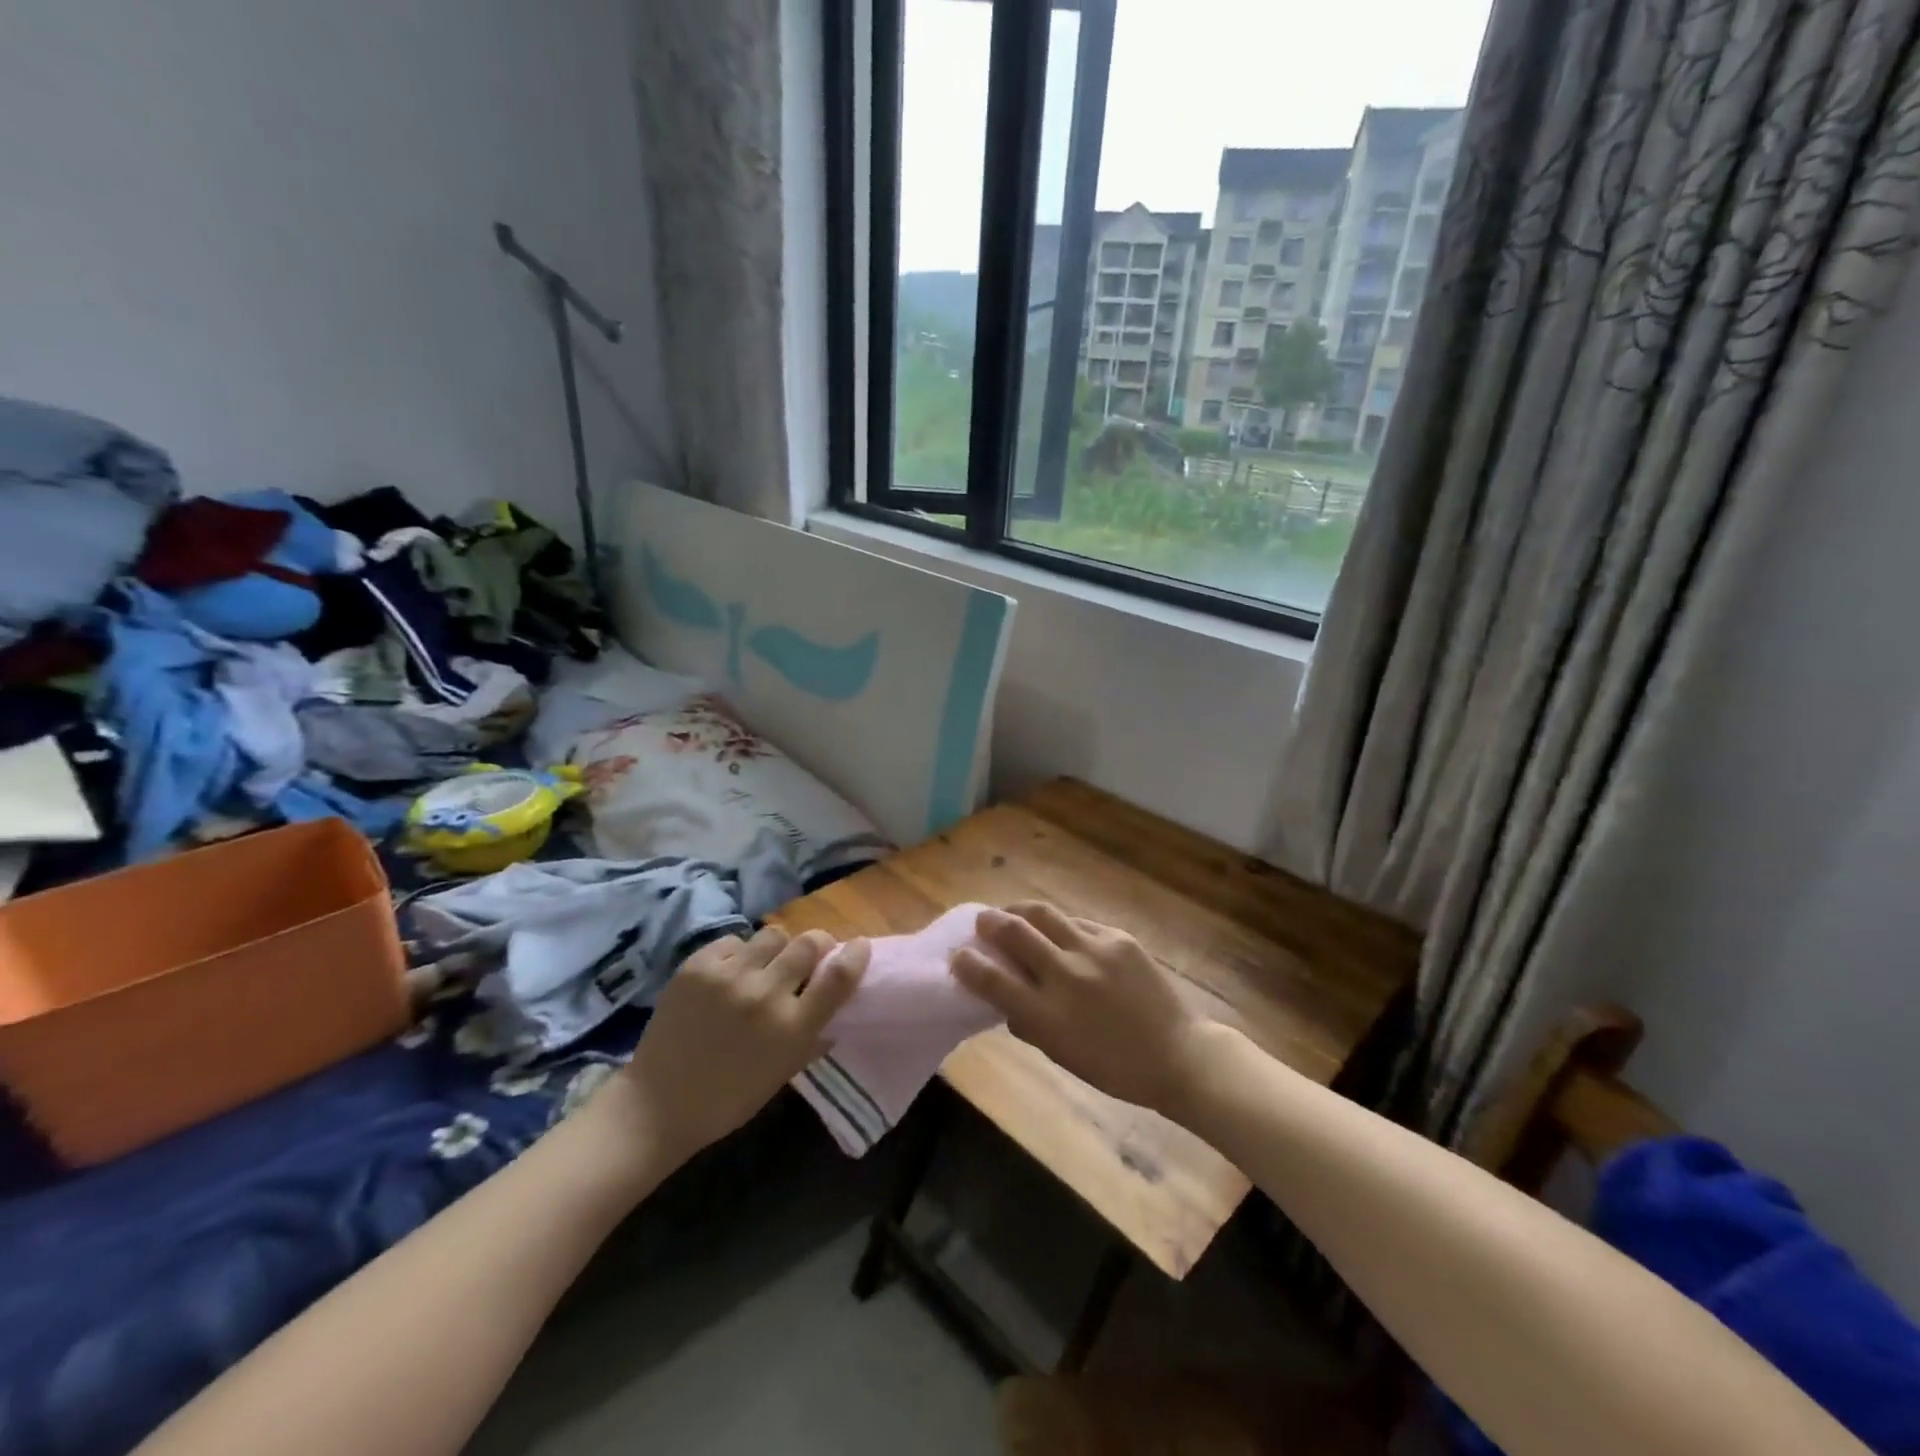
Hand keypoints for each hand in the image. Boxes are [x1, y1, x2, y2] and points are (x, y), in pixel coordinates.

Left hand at [615, 927, 868, 1162]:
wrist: (658, 1103)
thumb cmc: (730, 1098)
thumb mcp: (784, 1071)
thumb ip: (813, 1033)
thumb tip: (837, 1000)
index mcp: (792, 1029)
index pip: (838, 976)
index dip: (854, 955)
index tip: (858, 948)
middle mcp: (765, 995)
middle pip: (809, 942)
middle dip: (815, 946)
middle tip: (808, 957)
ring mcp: (729, 976)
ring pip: (773, 934)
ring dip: (776, 949)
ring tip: (764, 966)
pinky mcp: (698, 965)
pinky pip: (735, 941)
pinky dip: (739, 954)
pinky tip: (730, 975)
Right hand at [950, 902, 1211, 1116]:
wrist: (1176, 1054)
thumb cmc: (1112, 1066)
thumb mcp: (1060, 1054)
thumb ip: (1028, 1023)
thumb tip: (1004, 997)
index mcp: (1047, 1015)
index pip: (992, 980)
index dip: (967, 963)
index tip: (957, 955)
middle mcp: (1066, 975)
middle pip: (1014, 931)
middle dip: (989, 921)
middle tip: (982, 921)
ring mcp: (1094, 951)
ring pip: (1044, 913)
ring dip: (1020, 910)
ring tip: (1012, 912)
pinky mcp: (1118, 937)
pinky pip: (1078, 923)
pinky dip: (1061, 927)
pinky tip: (1060, 933)